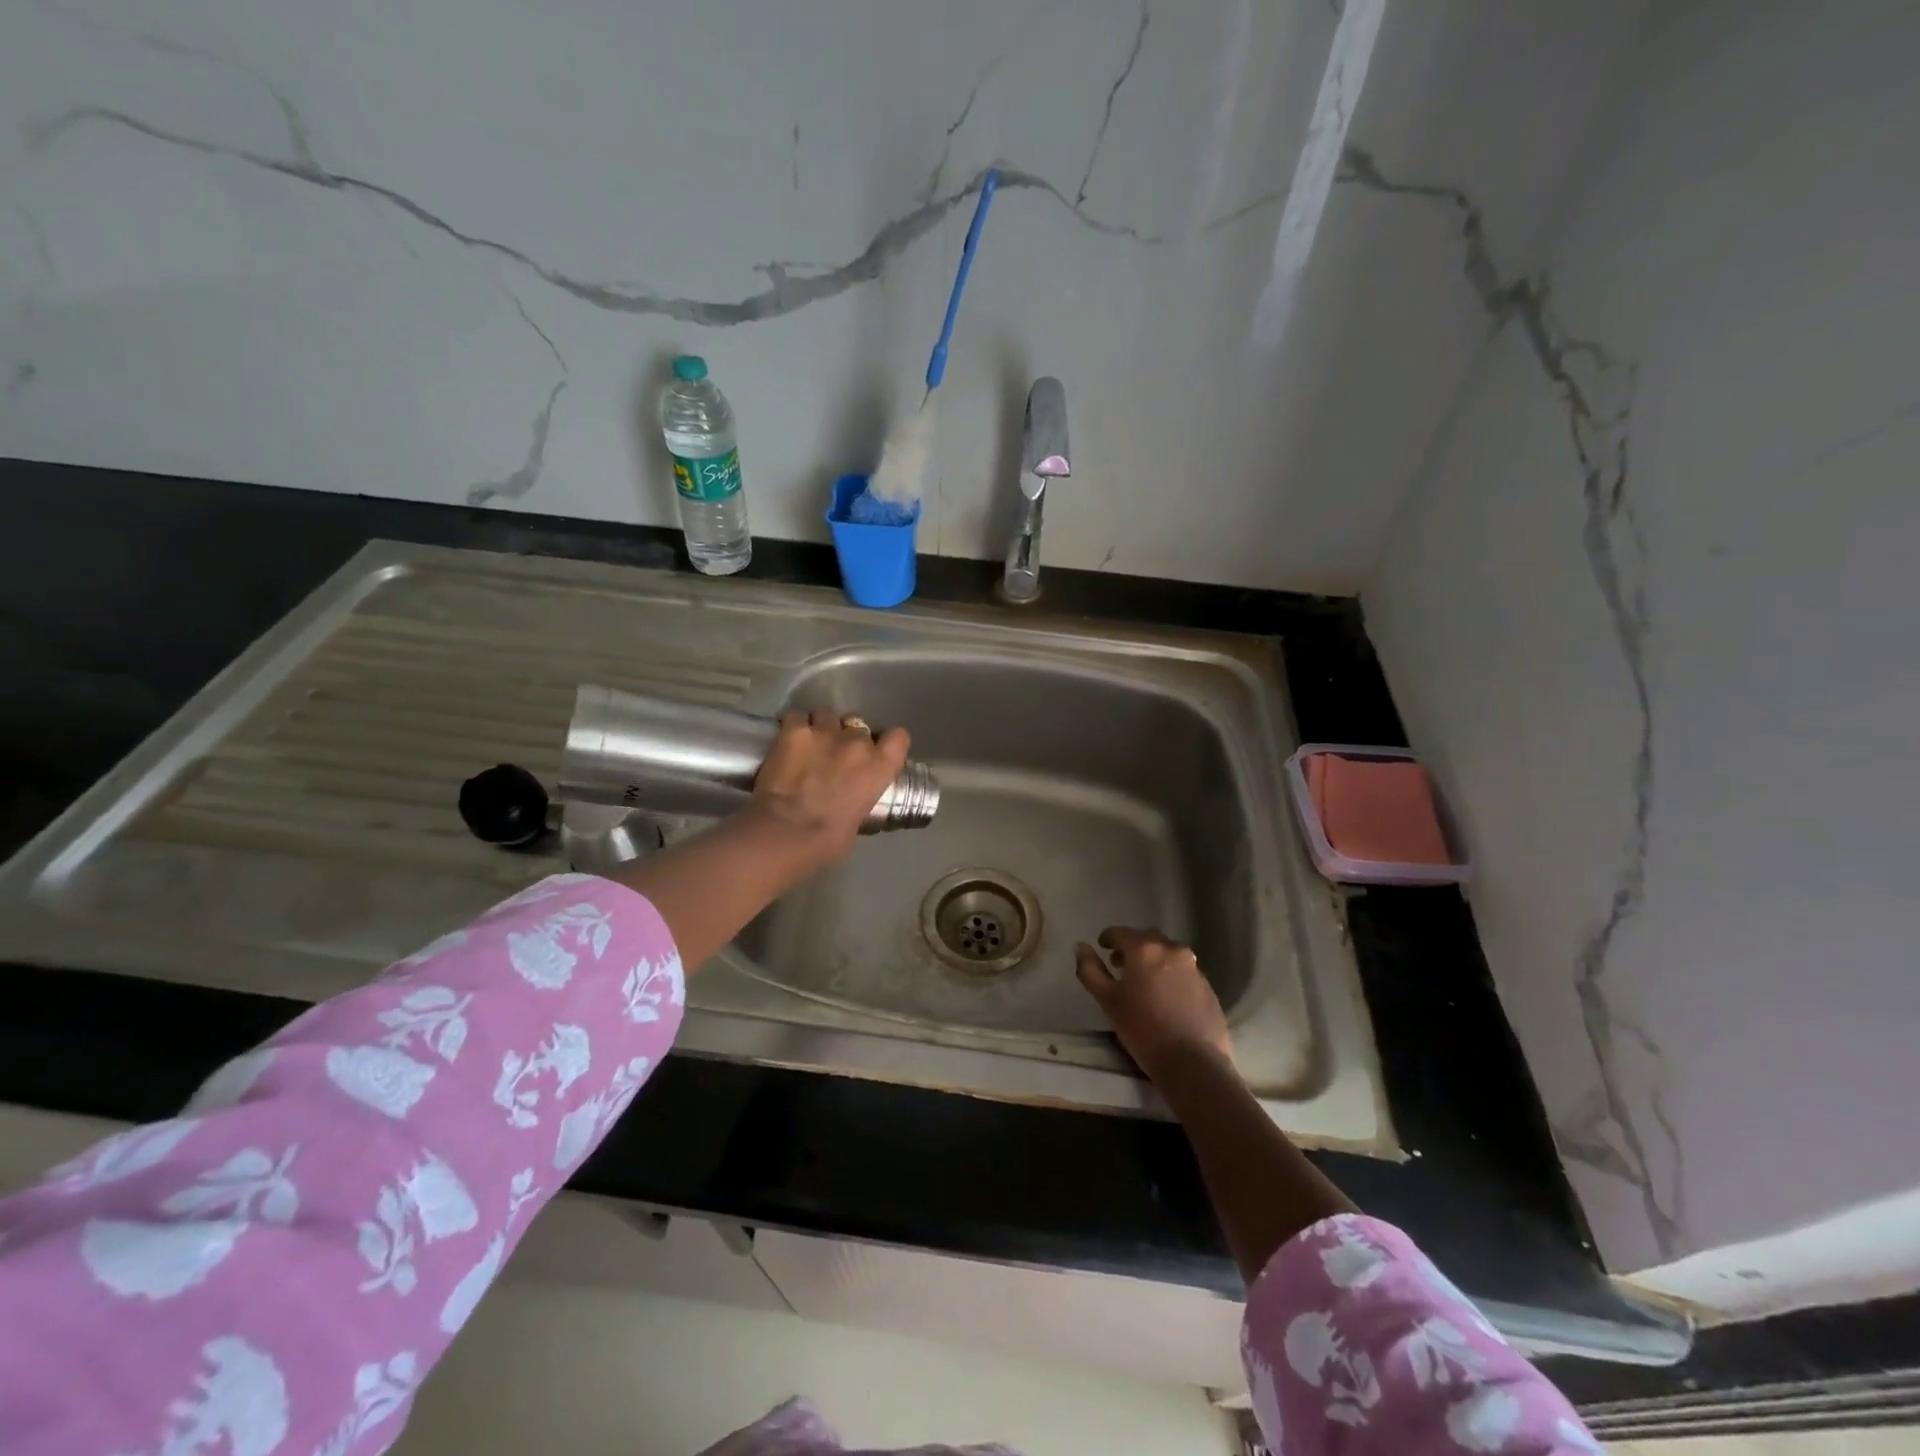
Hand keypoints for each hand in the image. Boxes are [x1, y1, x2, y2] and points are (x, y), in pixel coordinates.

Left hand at [749, 709, 909, 867]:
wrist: (788, 832)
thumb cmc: (828, 840)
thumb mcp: (859, 819)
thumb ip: (860, 798)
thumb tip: (850, 799)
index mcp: (880, 766)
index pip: (898, 737)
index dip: (886, 742)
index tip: (876, 751)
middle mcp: (857, 742)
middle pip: (858, 726)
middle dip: (848, 738)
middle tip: (834, 755)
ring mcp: (825, 732)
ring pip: (827, 714)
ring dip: (821, 726)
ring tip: (809, 743)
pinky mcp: (794, 730)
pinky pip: (796, 716)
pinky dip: (792, 726)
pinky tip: (786, 739)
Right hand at [1075, 927, 1233, 1083]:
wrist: (1194, 1062)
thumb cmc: (1143, 1029)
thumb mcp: (1108, 1000)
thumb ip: (1090, 970)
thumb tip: (1080, 947)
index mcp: (1145, 948)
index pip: (1120, 932)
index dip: (1108, 938)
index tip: (1102, 948)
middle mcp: (1172, 949)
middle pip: (1146, 939)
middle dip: (1132, 947)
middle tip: (1120, 965)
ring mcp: (1193, 967)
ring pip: (1167, 954)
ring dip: (1153, 960)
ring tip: (1143, 982)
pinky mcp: (1208, 986)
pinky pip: (1183, 970)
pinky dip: (1170, 975)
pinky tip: (1165, 997)